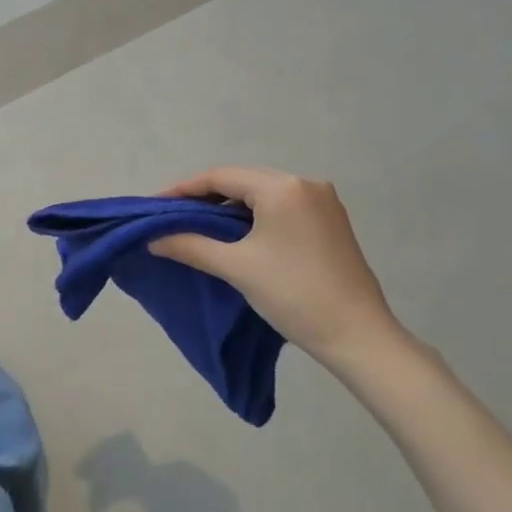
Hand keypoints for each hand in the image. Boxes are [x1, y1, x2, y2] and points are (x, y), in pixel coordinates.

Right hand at [150, 166, 403, 363]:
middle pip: (242, 180)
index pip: (220, 177)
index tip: (155, 205)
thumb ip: (191, 246)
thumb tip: (154, 239)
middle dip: (205, 196)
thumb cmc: (293, 294)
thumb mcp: (236, 267)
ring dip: (230, 207)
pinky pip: (281, 206)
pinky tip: (237, 233)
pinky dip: (254, 215)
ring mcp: (322, 201)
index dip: (183, 189)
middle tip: (173, 216)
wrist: (358, 335)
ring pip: (262, 193)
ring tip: (199, 225)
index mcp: (282, 187)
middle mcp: (304, 183)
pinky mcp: (330, 220)